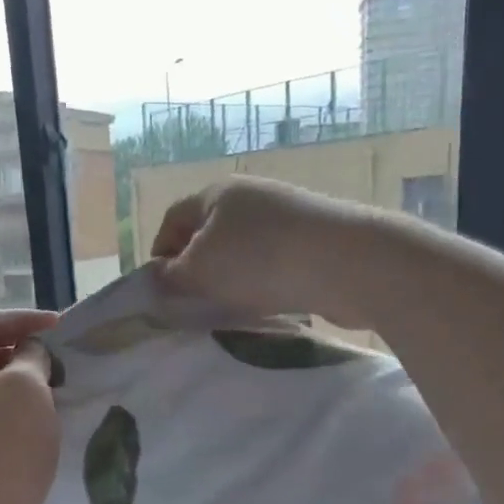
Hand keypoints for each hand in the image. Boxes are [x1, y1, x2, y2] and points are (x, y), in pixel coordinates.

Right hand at [151, 176, 379, 329]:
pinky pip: (274, 263)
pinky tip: (267, 305)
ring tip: (229, 309)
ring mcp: (286, 216)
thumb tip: (158, 277)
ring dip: (231, 280)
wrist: (346, 263)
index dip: (159, 253)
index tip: (158, 290)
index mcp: (217, 193)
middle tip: (191, 305)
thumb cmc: (260, 261)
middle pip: (210, 234)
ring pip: (243, 251)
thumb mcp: (200, 271)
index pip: (173, 219)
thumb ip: (171, 277)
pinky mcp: (313, 241)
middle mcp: (252, 197)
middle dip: (197, 269)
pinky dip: (263, 283)